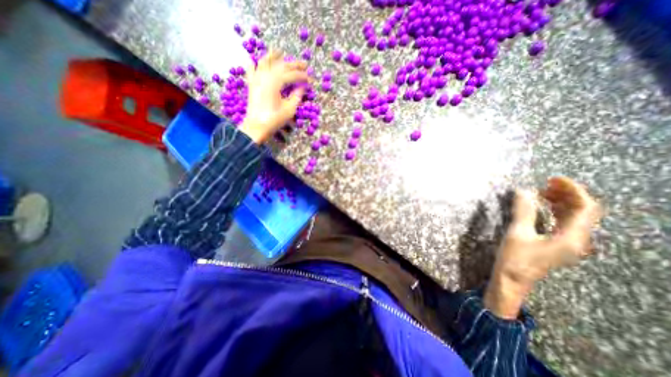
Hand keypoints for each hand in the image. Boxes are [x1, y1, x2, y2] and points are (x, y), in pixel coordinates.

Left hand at [239, 49, 312, 142]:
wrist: (257, 126)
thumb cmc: (274, 119)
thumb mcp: (289, 109)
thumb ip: (297, 96)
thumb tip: (303, 87)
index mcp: (276, 82)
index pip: (292, 75)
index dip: (302, 76)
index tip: (310, 79)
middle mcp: (265, 76)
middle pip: (281, 65)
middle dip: (294, 64)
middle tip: (304, 64)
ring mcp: (256, 78)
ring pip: (265, 62)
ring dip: (273, 56)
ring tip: (280, 52)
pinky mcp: (251, 84)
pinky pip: (251, 69)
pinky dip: (255, 63)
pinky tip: (258, 61)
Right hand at [483, 177, 603, 318]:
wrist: (512, 279)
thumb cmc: (515, 258)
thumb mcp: (517, 233)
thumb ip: (523, 211)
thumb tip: (523, 191)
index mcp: (571, 238)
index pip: (585, 208)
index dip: (572, 190)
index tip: (553, 179)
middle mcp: (577, 240)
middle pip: (583, 211)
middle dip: (567, 194)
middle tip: (546, 184)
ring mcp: (569, 243)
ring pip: (575, 217)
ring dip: (562, 202)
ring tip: (543, 192)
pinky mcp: (559, 244)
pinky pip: (566, 223)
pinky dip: (557, 211)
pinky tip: (544, 206)